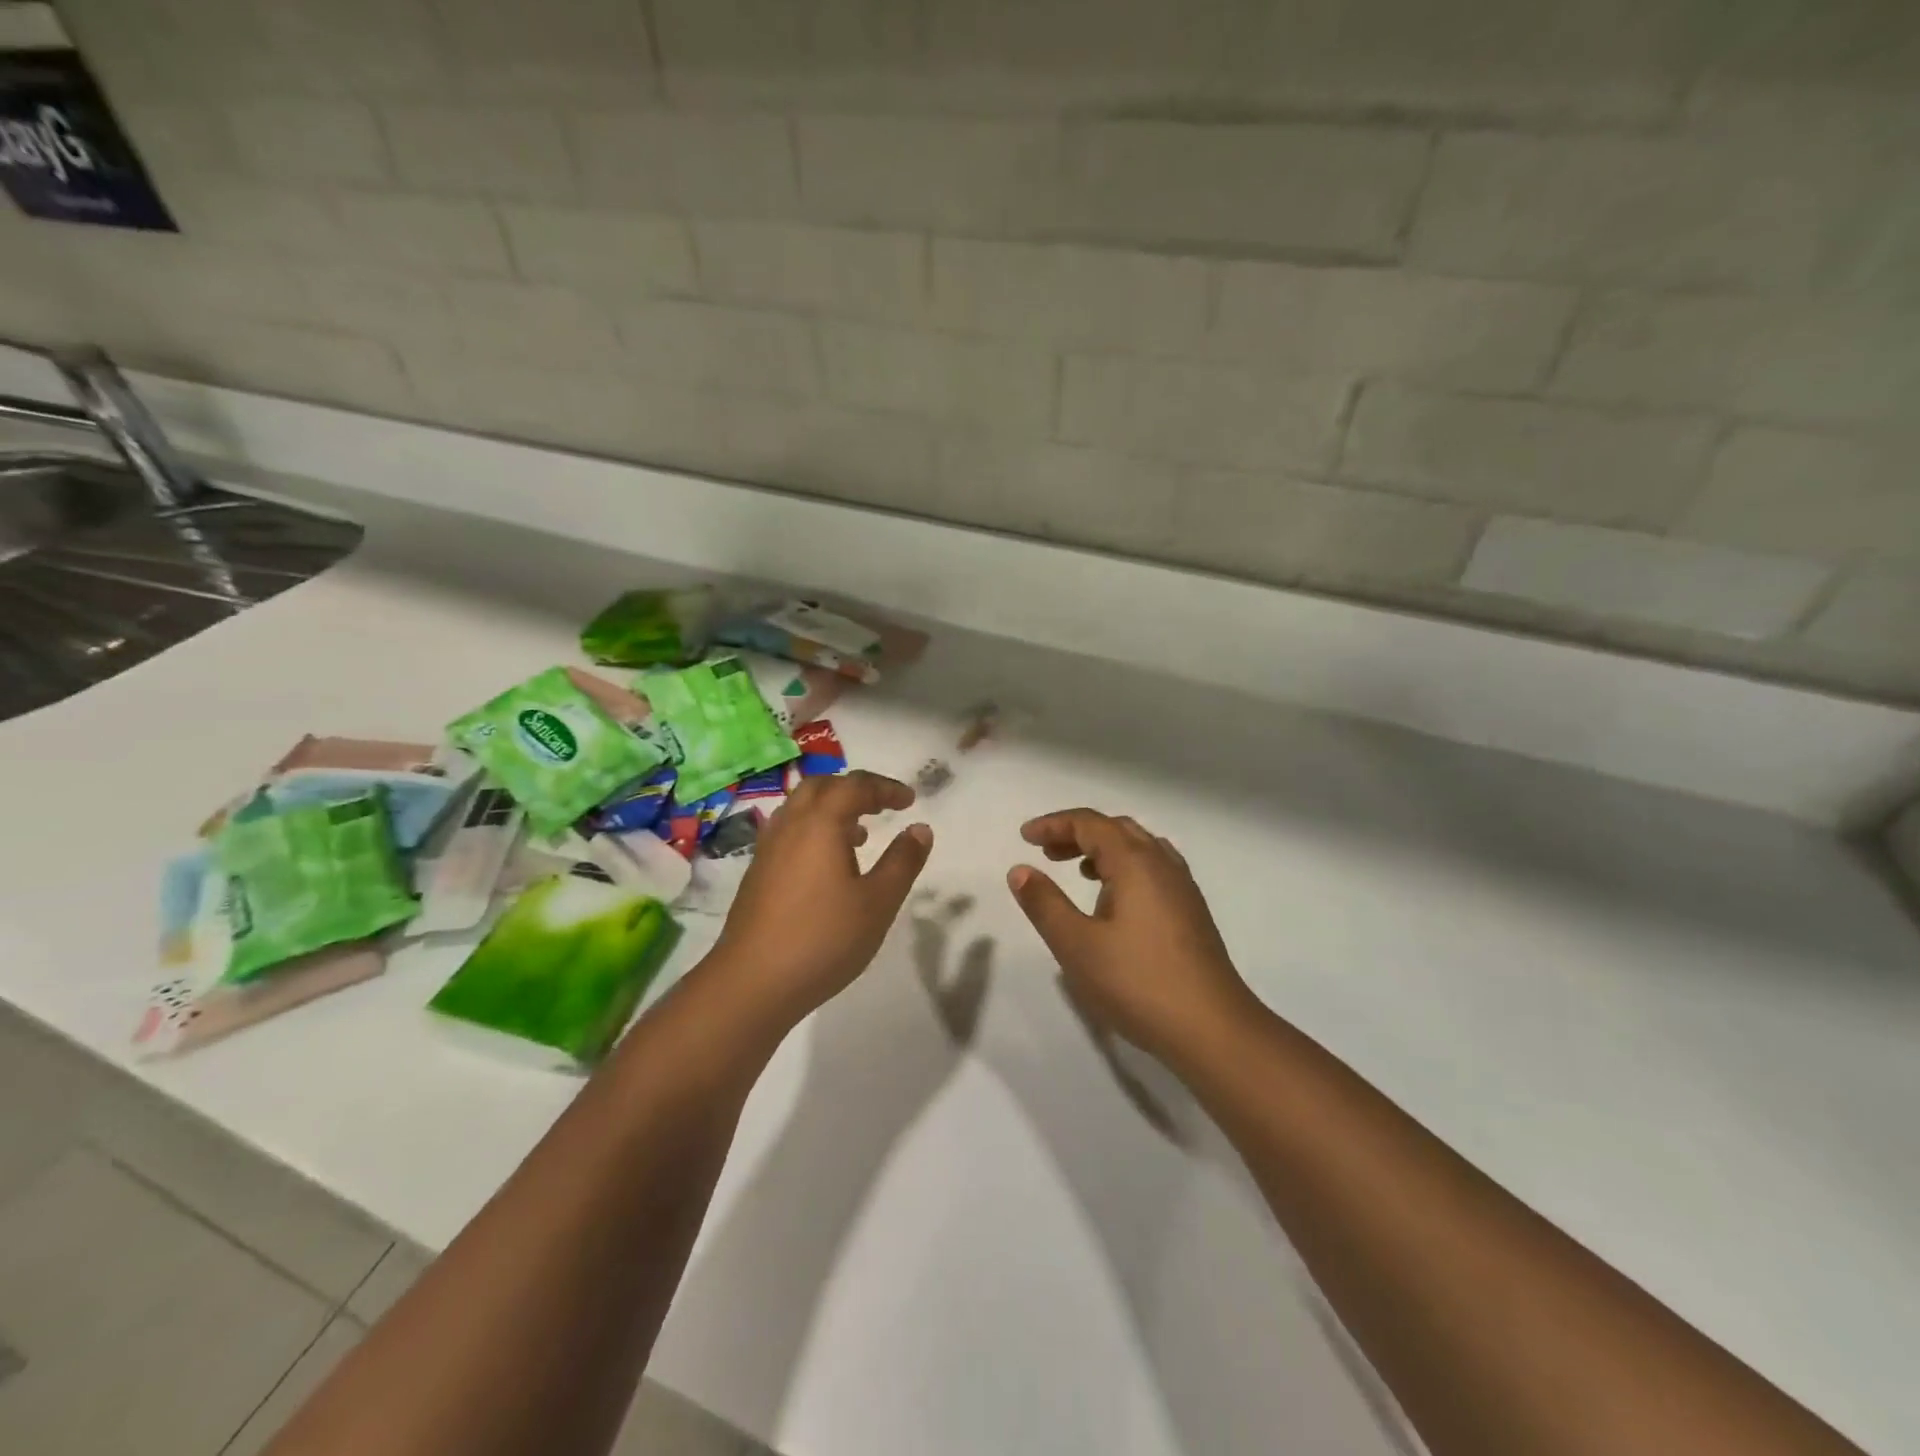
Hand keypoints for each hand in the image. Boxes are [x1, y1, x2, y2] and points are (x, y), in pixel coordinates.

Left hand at [709, 771, 933, 1028]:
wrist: (752, 982)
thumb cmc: (823, 938)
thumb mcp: (878, 902)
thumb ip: (903, 861)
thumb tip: (920, 828)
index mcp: (820, 823)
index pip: (855, 786)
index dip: (885, 788)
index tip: (910, 800)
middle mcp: (790, 825)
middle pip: (822, 787)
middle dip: (855, 789)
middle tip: (882, 806)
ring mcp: (768, 849)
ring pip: (800, 808)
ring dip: (832, 808)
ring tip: (860, 834)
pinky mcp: (757, 873)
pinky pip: (789, 831)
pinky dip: (814, 830)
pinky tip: (828, 865)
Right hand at [1007, 809, 1254, 1064]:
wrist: (1213, 1029)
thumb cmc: (1138, 983)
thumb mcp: (1076, 945)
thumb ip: (1045, 904)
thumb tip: (1020, 870)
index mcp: (1135, 863)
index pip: (1090, 824)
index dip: (1054, 824)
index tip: (1025, 837)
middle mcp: (1162, 864)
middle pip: (1116, 829)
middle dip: (1077, 833)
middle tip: (1046, 853)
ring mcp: (1182, 888)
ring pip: (1139, 848)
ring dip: (1104, 849)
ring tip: (1077, 871)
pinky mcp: (1191, 912)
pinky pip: (1153, 869)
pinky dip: (1125, 868)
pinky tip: (1115, 900)